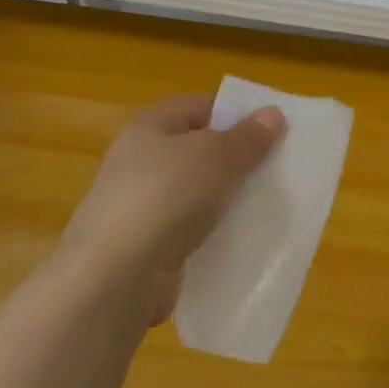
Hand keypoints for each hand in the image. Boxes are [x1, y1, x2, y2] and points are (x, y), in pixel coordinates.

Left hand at [58, 95, 283, 321]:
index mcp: (149, 128)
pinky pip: (188, 232)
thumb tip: (273, 114)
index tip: (271, 127)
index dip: (234, 112)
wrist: (114, 281)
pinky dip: (211, 235)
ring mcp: (139, 209)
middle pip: (197, 151)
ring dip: (224, 200)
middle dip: (234, 158)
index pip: (199, 107)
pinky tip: (239, 241)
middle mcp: (138, 163)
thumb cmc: (166, 198)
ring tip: (265, 203)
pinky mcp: (144, 250)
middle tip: (274, 165)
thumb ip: (248, 137)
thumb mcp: (217, 157)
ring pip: (195, 194)